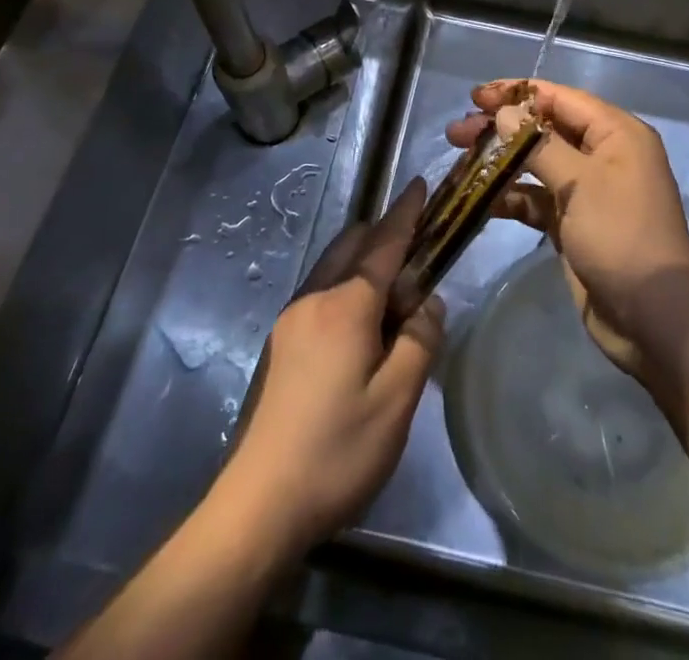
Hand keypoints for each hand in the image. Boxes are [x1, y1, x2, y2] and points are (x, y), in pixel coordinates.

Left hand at [223, 178, 444, 557]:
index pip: (384, 243)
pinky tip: (364, 324)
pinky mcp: (282, 342)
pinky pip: (322, 290)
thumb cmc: (338, 449)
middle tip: (420, 253)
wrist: (260, 504)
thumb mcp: (397, 399)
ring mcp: (292, 318)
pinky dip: (348, 285)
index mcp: (346, 304)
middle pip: (353, 244)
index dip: (406, 213)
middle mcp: (315, 297)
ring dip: (366, 262)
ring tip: (397, 292)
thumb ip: (420, 340)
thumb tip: (428, 302)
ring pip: (335, 266)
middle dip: (386, 236)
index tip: (420, 184)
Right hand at [445, 80, 688, 389]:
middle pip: (545, 128)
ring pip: (537, 163)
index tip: (475, 95)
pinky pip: (537, 198)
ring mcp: (588, 190)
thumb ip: (538, 145)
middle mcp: (603, 154)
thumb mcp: (581, 184)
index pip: (559, 98)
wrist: (653, 320)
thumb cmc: (621, 237)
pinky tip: (479, 199)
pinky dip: (511, 196)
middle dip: (502, 127)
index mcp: (616, 133)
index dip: (516, 94)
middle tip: (457, 132)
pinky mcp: (574, 223)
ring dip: (500, 160)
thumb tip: (505, 113)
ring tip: (459, 158)